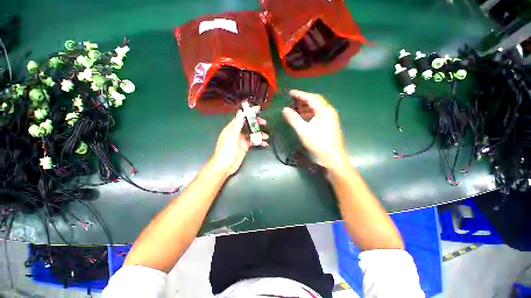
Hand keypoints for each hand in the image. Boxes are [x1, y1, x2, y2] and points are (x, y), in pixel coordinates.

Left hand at [211, 107, 268, 176]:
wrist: (225, 166)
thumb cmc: (226, 150)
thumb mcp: (232, 136)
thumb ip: (237, 125)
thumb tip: (240, 112)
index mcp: (232, 128)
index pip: (241, 118)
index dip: (249, 113)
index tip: (258, 109)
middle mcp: (237, 133)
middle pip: (248, 125)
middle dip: (256, 124)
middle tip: (264, 123)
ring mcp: (241, 140)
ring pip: (252, 134)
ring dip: (259, 134)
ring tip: (266, 136)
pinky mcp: (245, 147)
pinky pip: (253, 142)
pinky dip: (259, 142)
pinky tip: (264, 143)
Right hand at [282, 90, 348, 169]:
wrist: (332, 156)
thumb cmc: (318, 142)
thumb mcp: (303, 130)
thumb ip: (293, 118)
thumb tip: (285, 109)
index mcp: (324, 110)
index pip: (311, 97)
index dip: (300, 94)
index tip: (290, 92)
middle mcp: (329, 111)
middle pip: (315, 101)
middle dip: (303, 99)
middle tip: (293, 100)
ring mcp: (331, 118)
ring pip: (317, 108)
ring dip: (307, 107)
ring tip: (296, 108)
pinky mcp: (330, 124)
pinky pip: (319, 114)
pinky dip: (310, 113)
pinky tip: (304, 118)